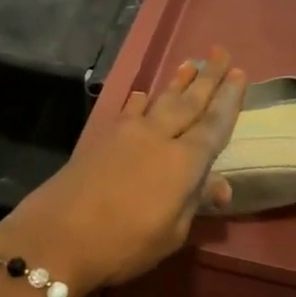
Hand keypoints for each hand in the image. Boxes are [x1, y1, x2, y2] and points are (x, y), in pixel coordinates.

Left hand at [0, 48, 245, 294]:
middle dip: (208, 77)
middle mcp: (158, 137)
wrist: (55, 238)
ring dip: (177, 82)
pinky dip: (140, 101)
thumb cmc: (123, 243)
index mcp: (184, 162)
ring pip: (159, 101)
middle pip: (188, 102)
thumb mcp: (171, 233)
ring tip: (191, 63)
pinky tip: (142, 94)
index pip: (214, 124)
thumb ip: (195, 203)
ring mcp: (126, 134)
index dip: (228, 99)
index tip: (240, 73)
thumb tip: (219, 186)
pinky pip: (128, 110)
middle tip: (221, 52)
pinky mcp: (100, 139)